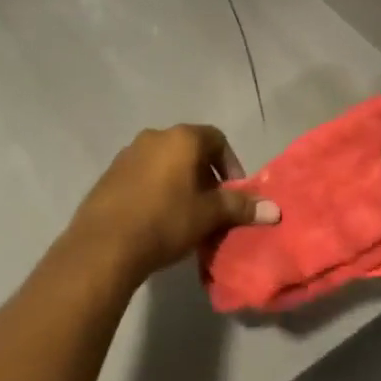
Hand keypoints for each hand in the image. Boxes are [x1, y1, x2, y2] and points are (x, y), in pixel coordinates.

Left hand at [66, 125, 278, 286]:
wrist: (104, 243)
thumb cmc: (166, 221)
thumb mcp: (209, 215)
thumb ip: (241, 207)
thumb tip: (275, 209)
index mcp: (181, 138)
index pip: (217, 139)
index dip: (230, 164)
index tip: (233, 193)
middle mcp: (154, 137)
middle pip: (189, 150)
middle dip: (205, 176)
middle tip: (212, 207)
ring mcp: (127, 154)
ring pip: (164, 163)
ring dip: (179, 183)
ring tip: (185, 216)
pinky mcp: (110, 174)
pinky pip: (142, 176)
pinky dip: (155, 190)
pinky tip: (156, 219)